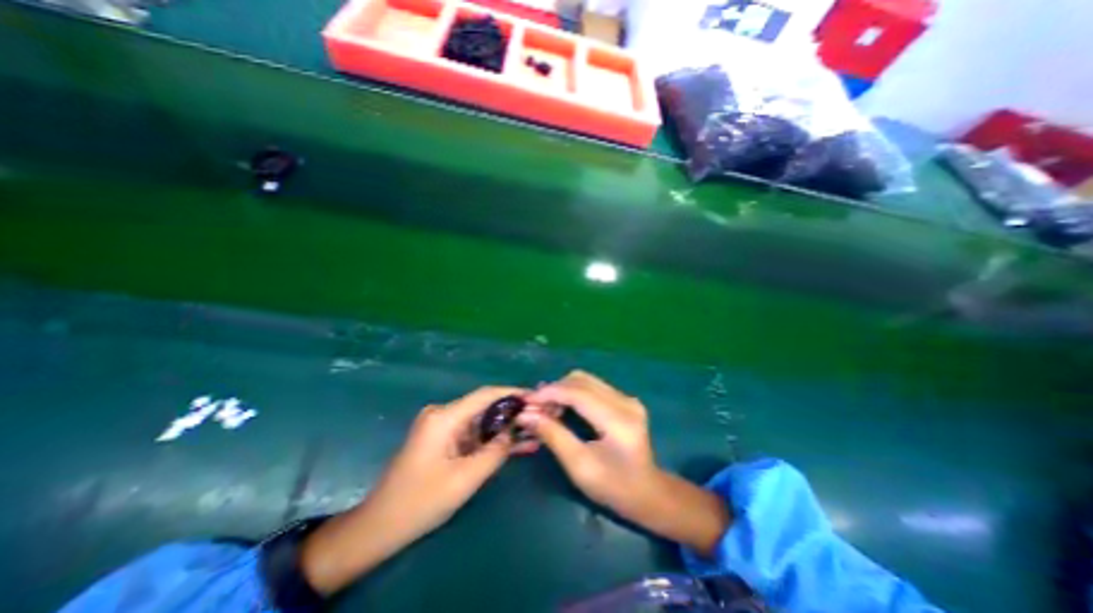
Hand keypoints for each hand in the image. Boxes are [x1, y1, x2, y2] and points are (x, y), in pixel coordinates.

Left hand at [297, 388, 519, 592]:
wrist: (380, 527)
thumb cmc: (420, 502)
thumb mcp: (465, 479)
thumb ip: (495, 451)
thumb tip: (516, 429)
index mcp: (444, 417)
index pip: (485, 395)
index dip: (512, 393)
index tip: (536, 397)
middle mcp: (442, 414)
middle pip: (484, 407)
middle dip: (511, 413)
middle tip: (538, 418)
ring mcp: (441, 426)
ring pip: (480, 421)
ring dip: (503, 429)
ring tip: (532, 433)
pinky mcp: (442, 438)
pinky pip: (472, 433)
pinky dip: (490, 440)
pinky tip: (512, 445)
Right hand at [517, 373, 652, 511]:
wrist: (648, 493)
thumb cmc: (614, 487)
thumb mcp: (579, 466)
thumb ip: (553, 436)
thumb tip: (526, 415)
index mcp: (618, 420)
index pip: (578, 393)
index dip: (550, 393)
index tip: (527, 401)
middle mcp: (625, 401)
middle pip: (581, 380)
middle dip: (555, 390)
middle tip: (536, 408)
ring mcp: (627, 398)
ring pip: (586, 380)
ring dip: (563, 390)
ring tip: (548, 409)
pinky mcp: (625, 399)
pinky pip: (593, 387)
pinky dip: (574, 393)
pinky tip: (564, 408)